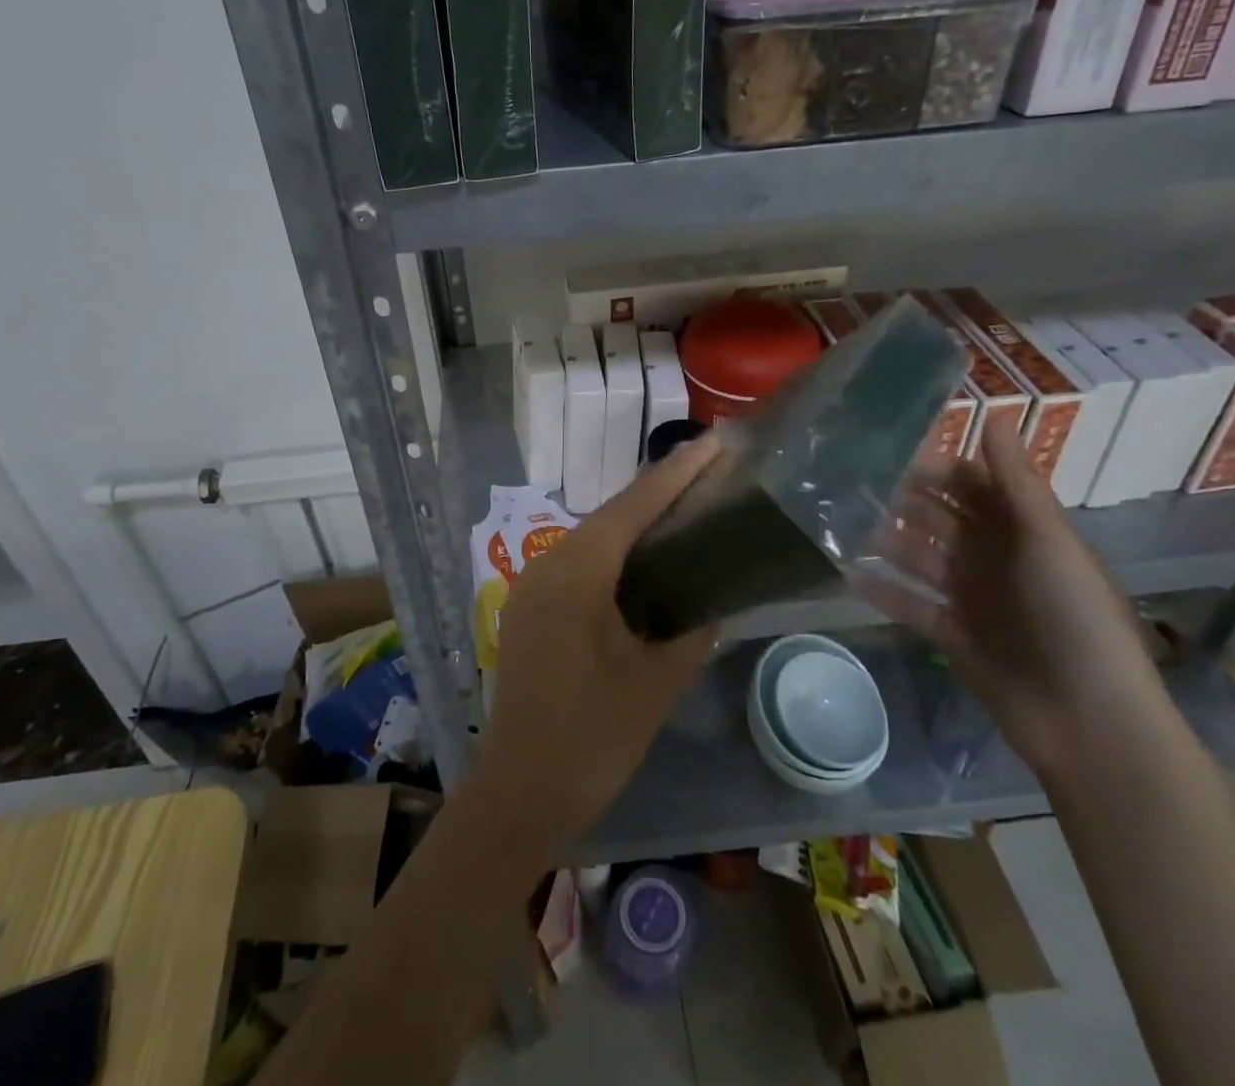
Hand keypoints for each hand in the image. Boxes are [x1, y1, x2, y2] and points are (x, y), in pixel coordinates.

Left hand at [472, 436, 721, 850]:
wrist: (519, 794)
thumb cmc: (593, 738)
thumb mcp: (656, 683)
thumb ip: (691, 631)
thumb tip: (714, 603)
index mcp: (578, 572)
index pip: (635, 505)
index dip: (678, 471)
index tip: (715, 441)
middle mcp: (548, 564)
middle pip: (611, 514)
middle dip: (659, 492)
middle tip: (709, 473)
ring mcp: (532, 586)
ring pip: (592, 537)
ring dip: (635, 523)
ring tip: (683, 510)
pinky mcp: (528, 608)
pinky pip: (576, 563)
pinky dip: (612, 553)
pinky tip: (641, 564)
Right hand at [857, 423, 1165, 779]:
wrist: (1089, 720)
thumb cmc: (1075, 617)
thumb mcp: (1049, 540)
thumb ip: (1015, 481)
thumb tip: (996, 414)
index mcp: (1023, 531)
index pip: (972, 485)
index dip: (935, 467)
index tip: (887, 451)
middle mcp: (995, 558)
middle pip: (940, 518)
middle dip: (902, 501)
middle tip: (851, 484)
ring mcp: (973, 597)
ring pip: (920, 557)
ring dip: (886, 542)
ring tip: (841, 524)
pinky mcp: (954, 634)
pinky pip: (911, 604)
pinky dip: (883, 591)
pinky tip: (847, 576)